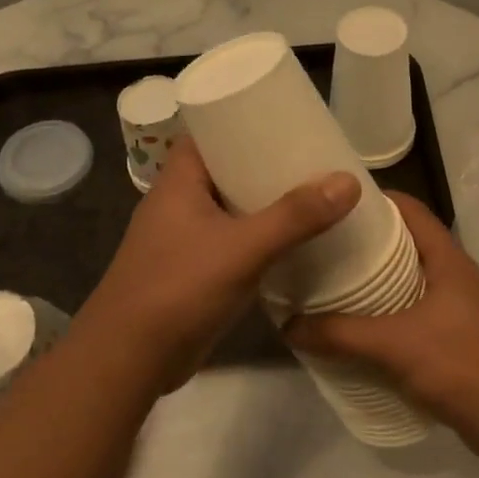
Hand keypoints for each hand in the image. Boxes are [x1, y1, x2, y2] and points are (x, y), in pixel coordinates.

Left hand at [74, 139, 359, 386]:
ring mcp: (182, 240)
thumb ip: (295, 217)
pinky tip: (291, 242)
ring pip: (229, 208)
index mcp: (178, 182)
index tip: (284, 118)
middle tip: (311, 158)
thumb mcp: (242, 248)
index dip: (241, 120)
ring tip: (311, 194)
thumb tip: (349, 181)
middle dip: (264, 164)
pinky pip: (231, 242)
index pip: (208, 133)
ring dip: (263, 204)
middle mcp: (178, 204)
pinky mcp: (191, 272)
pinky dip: (257, 238)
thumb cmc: (179, 289)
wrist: (129, 359)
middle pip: (224, 170)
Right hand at [283, 193, 478, 448]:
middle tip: (325, 248)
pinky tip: (364, 331)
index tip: (336, 203)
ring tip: (337, 287)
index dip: (376, 200)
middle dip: (370, 245)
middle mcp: (459, 277)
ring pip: (415, 282)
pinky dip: (393, 316)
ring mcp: (465, 310)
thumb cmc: (460, 364)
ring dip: (381, 284)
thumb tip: (288, 326)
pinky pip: (420, 315)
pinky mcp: (463, 340)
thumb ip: (340, 334)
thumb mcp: (393, 345)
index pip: (412, 210)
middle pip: (411, 245)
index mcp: (450, 260)